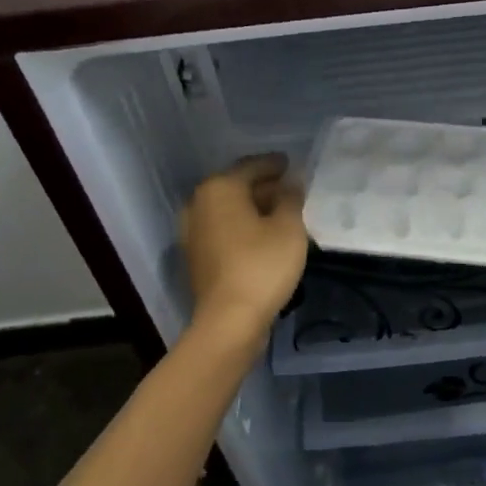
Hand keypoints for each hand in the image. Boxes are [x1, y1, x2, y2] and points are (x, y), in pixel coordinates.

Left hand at [181, 154, 308, 339]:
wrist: (229, 320)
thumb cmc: (262, 265)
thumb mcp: (289, 227)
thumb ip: (291, 197)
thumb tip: (292, 180)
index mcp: (220, 188)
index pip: (252, 166)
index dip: (275, 164)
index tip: (292, 165)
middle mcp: (199, 203)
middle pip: (236, 186)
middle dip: (264, 186)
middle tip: (291, 190)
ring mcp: (192, 231)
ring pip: (228, 210)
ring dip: (252, 208)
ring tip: (281, 214)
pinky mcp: (196, 256)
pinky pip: (223, 229)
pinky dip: (242, 227)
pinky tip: (263, 236)